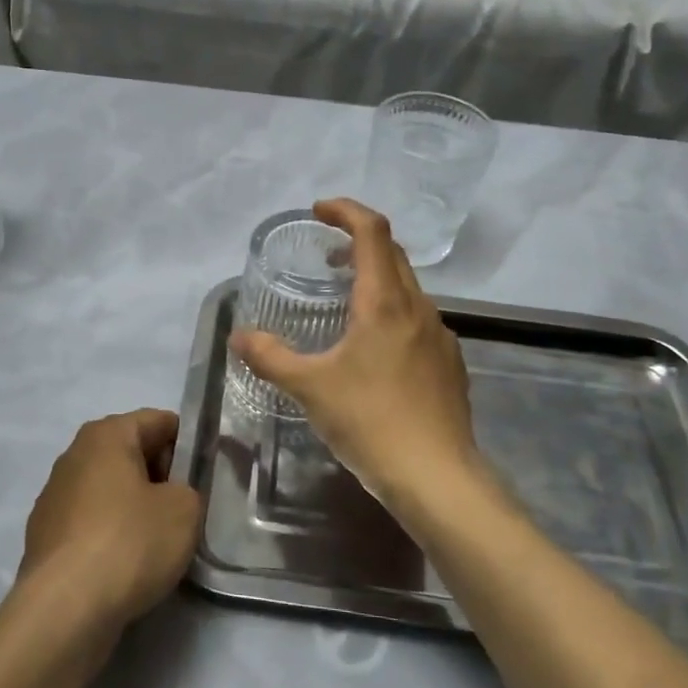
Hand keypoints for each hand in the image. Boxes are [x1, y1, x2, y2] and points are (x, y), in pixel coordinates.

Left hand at [19, 409, 201, 633]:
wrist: (64, 611)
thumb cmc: (129, 542)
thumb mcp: (185, 510)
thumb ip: (188, 490)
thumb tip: (172, 496)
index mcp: (106, 434)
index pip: (159, 421)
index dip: (189, 443)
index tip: (207, 474)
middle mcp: (74, 455)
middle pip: (132, 454)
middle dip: (162, 477)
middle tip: (189, 509)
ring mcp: (54, 497)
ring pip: (110, 491)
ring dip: (136, 508)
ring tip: (161, 542)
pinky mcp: (45, 537)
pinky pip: (92, 523)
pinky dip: (112, 535)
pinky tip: (128, 566)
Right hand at [229, 199, 487, 513]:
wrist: (438, 477)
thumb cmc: (370, 421)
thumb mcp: (309, 387)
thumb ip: (270, 357)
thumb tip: (239, 337)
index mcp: (384, 302)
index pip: (372, 231)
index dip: (345, 210)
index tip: (318, 210)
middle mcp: (417, 308)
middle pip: (392, 253)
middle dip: (358, 241)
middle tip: (326, 252)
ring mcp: (439, 336)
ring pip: (407, 288)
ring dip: (376, 278)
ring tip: (345, 300)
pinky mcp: (449, 363)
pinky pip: (417, 319)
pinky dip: (391, 311)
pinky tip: (373, 349)